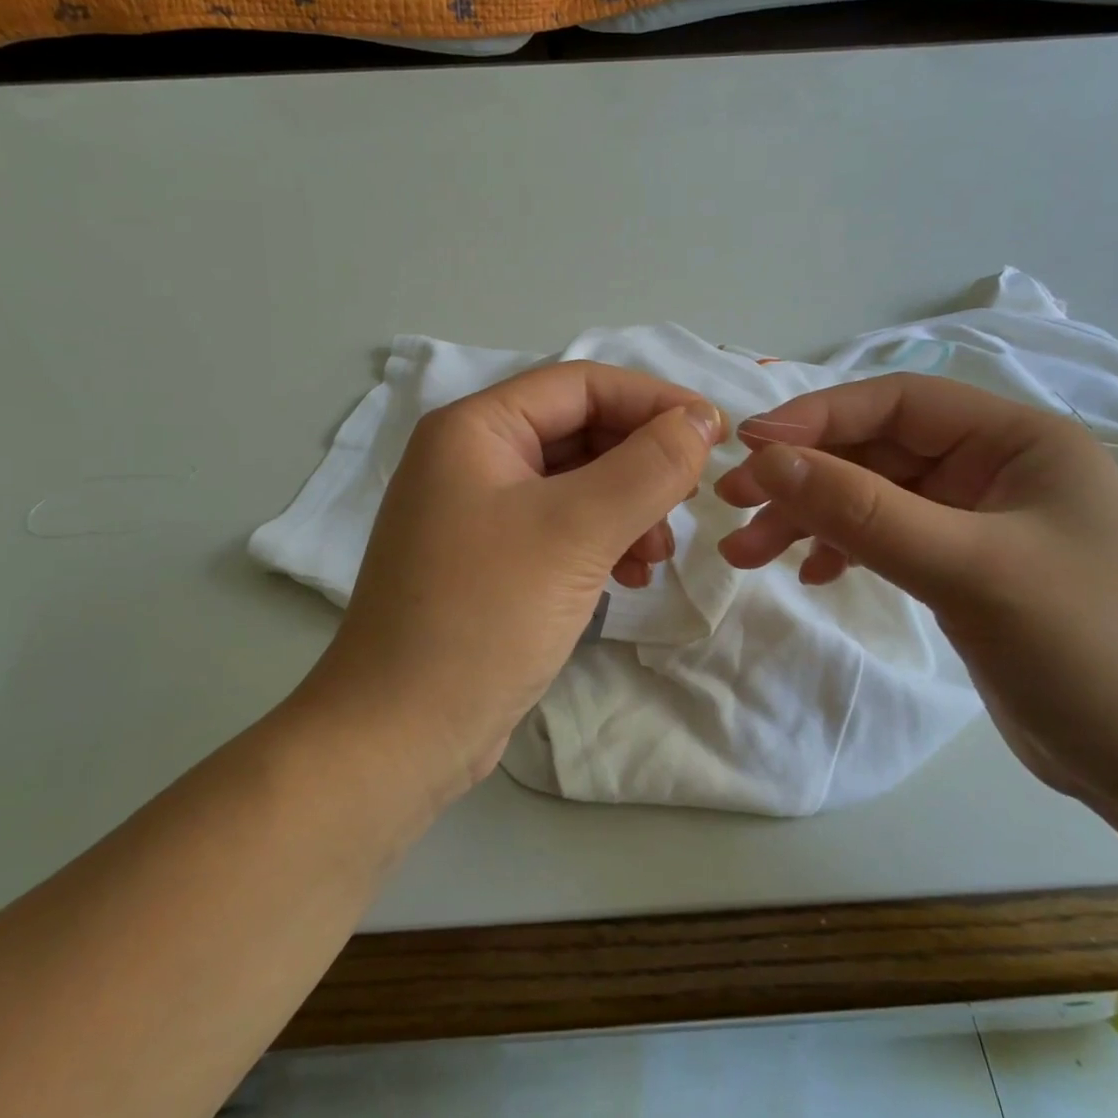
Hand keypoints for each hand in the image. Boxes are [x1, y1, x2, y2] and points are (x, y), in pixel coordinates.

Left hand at [314, 361, 723, 794]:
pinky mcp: (490, 561)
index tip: (715, 432)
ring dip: (628, 507)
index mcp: (475, 429)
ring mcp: (478, 513)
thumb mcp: (576, 531)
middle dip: (640, 463)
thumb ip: (647, 467)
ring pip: (575, 484)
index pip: (581, 384)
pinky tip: (630, 575)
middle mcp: (471, 459)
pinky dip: (601, 541)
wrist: (401, 733)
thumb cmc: (485, 615)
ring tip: (658, 552)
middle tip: (688, 500)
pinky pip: (560, 529)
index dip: (653, 400)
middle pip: (579, 432)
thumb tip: (699, 419)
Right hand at [714, 373, 1117, 807]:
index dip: (817, 417)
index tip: (748, 448)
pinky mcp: (965, 569)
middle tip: (731, 506)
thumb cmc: (1089, 650)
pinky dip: (843, 549)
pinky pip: (886, 539)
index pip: (897, 403)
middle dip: (803, 478)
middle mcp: (996, 469)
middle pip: (875, 453)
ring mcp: (979, 521)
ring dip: (810, 519)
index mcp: (1018, 441)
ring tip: (747, 553)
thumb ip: (862, 510)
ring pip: (872, 498)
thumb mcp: (968, 569)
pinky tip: (814, 574)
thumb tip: (765, 459)